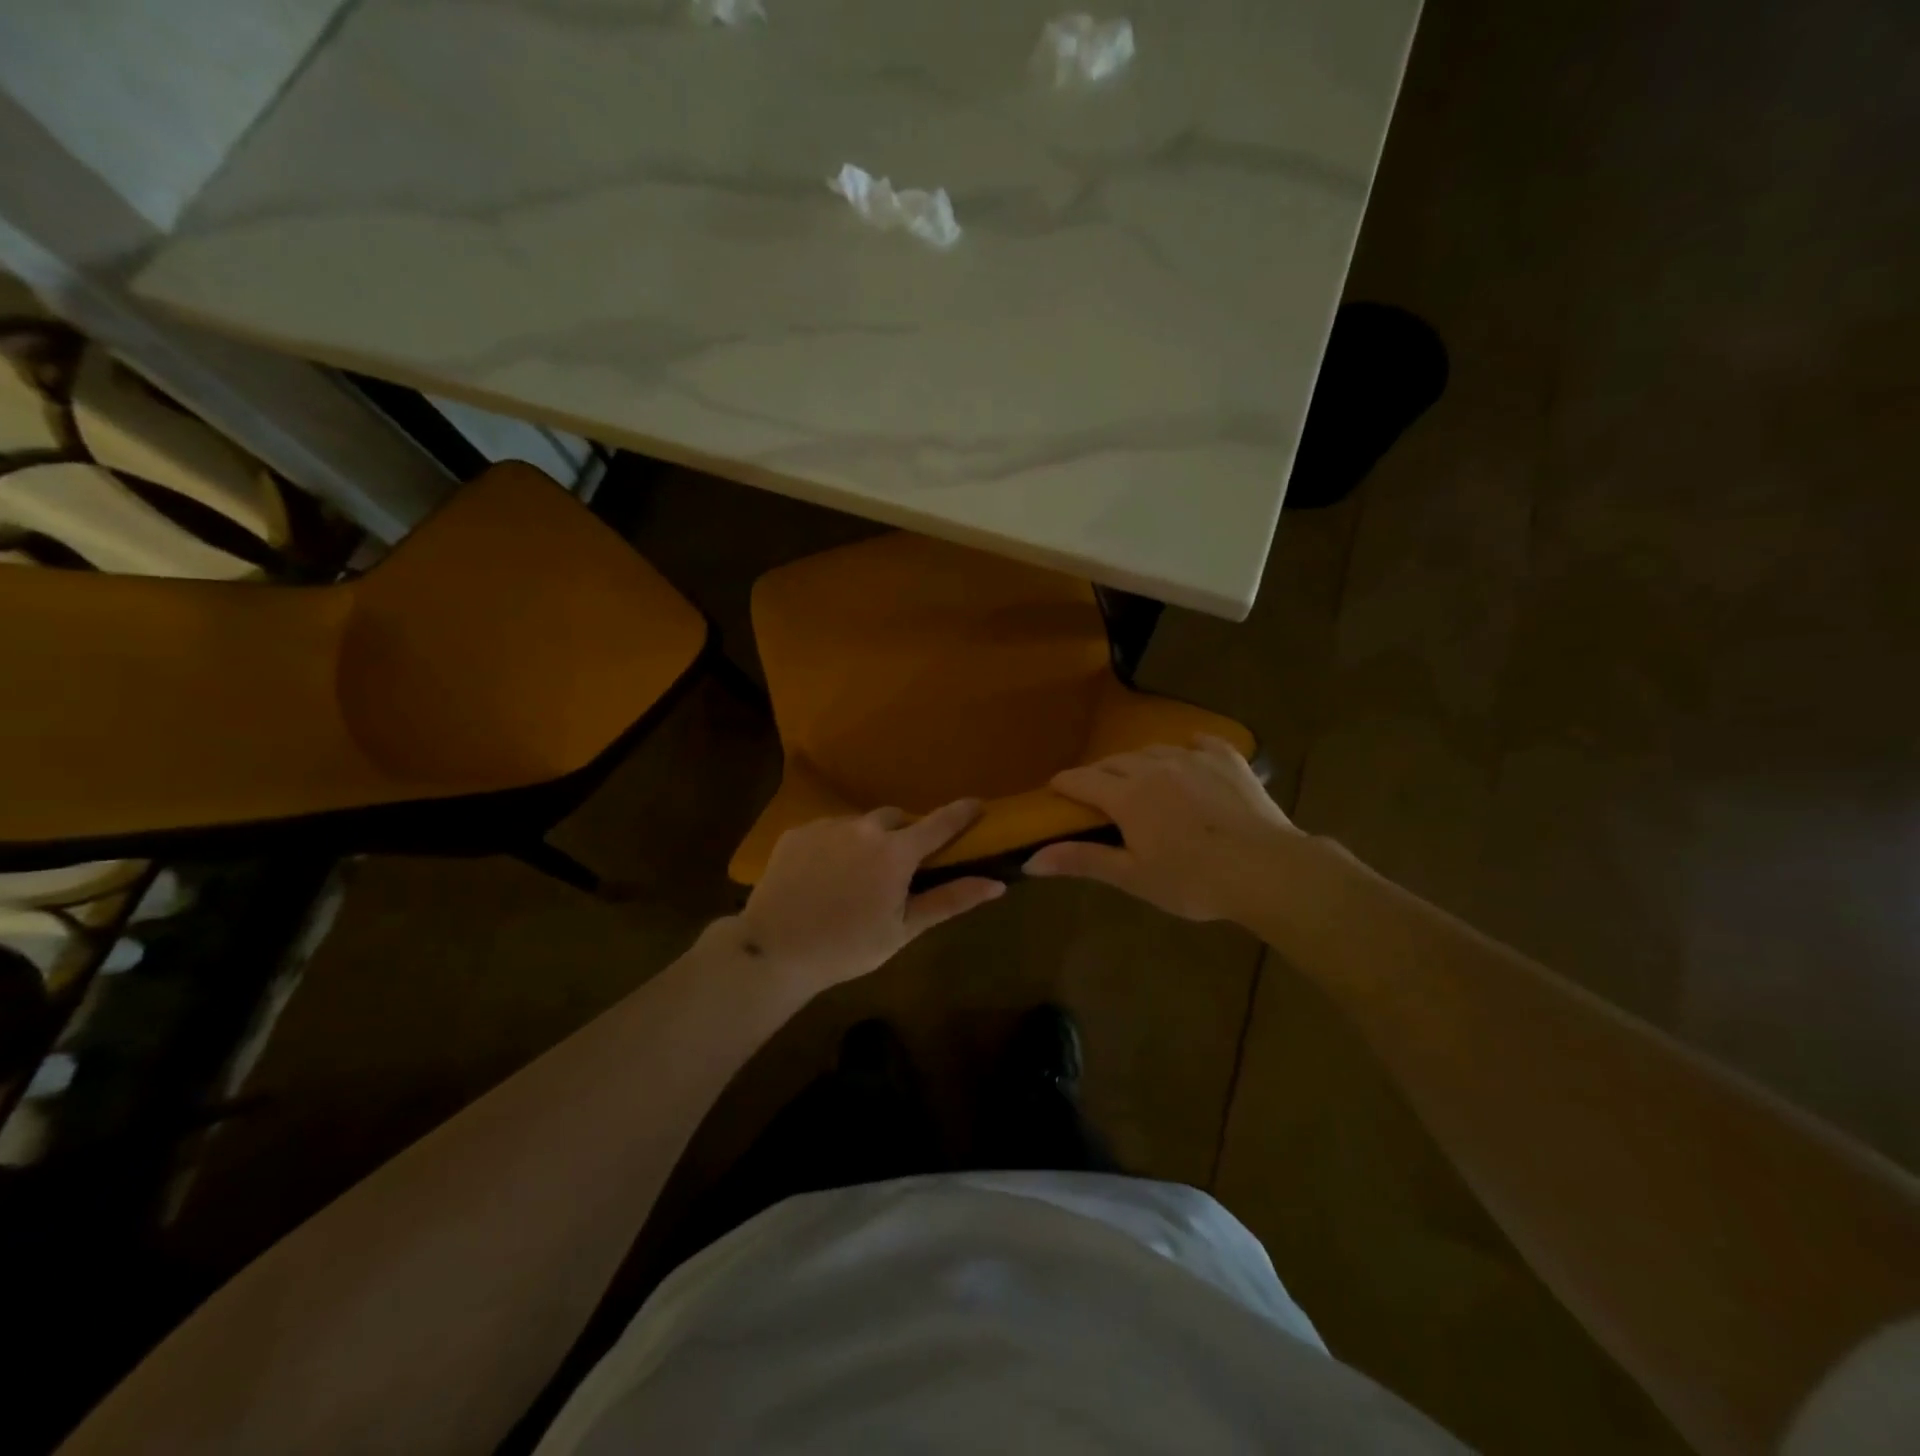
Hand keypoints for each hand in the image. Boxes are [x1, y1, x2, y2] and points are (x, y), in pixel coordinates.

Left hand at [736, 800, 1004, 993]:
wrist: (774, 949)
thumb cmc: (848, 947)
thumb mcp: (904, 930)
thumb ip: (950, 900)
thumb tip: (996, 884)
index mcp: (896, 853)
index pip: (939, 823)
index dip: (961, 812)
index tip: (977, 804)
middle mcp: (864, 828)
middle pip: (895, 819)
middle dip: (903, 835)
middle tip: (896, 867)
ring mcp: (828, 826)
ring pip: (859, 824)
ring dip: (865, 840)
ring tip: (852, 876)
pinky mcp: (798, 831)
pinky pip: (827, 830)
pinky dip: (834, 846)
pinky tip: (822, 876)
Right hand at [1024, 735, 1303, 922]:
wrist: (1267, 870)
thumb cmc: (1193, 880)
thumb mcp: (1133, 876)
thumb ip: (1082, 861)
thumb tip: (1030, 860)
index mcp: (1127, 796)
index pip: (1082, 780)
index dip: (1064, 784)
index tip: (1055, 791)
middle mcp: (1154, 767)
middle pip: (1114, 762)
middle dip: (1099, 775)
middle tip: (1097, 795)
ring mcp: (1193, 758)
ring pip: (1152, 750)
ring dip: (1138, 763)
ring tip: (1140, 779)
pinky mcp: (1227, 759)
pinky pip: (1199, 743)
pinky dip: (1187, 749)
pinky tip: (1189, 755)